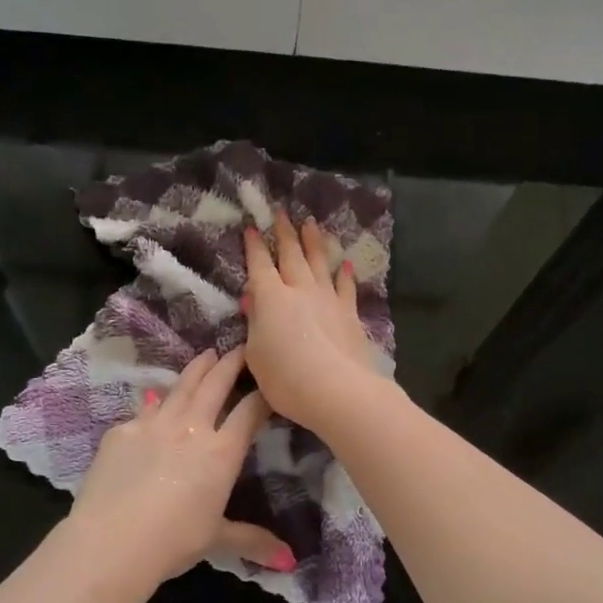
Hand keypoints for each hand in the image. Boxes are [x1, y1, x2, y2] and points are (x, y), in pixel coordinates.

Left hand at [69, 346, 292, 585]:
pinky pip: (143, 410)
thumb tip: (290, 560)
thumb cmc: (173, 542)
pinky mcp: (121, 431)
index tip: (270, 382)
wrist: (112, 542)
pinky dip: (155, 403)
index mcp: (221, 453)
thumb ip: (252, 541)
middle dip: (231, 363)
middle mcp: (191, 428)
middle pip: (215, 385)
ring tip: (205, 355)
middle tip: (240, 347)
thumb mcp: (217, 539)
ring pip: (180, 387)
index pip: (250, 412)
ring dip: (196, 369)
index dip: (263, 394)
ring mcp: (152, 424)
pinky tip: (154, 399)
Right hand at [243, 216, 384, 434]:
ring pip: (320, 263)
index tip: (252, 227)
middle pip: (292, 255)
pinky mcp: (350, 314)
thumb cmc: (285, 378)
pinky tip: (345, 264)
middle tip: (282, 212)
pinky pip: (346, 287)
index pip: (260, 265)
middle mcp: (300, 290)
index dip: (254, 246)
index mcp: (271, 298)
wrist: (337, 390)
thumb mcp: (255, 355)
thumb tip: (254, 303)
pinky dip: (344, 274)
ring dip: (314, 242)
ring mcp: (328, 300)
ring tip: (311, 224)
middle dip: (285, 232)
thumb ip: (255, 325)